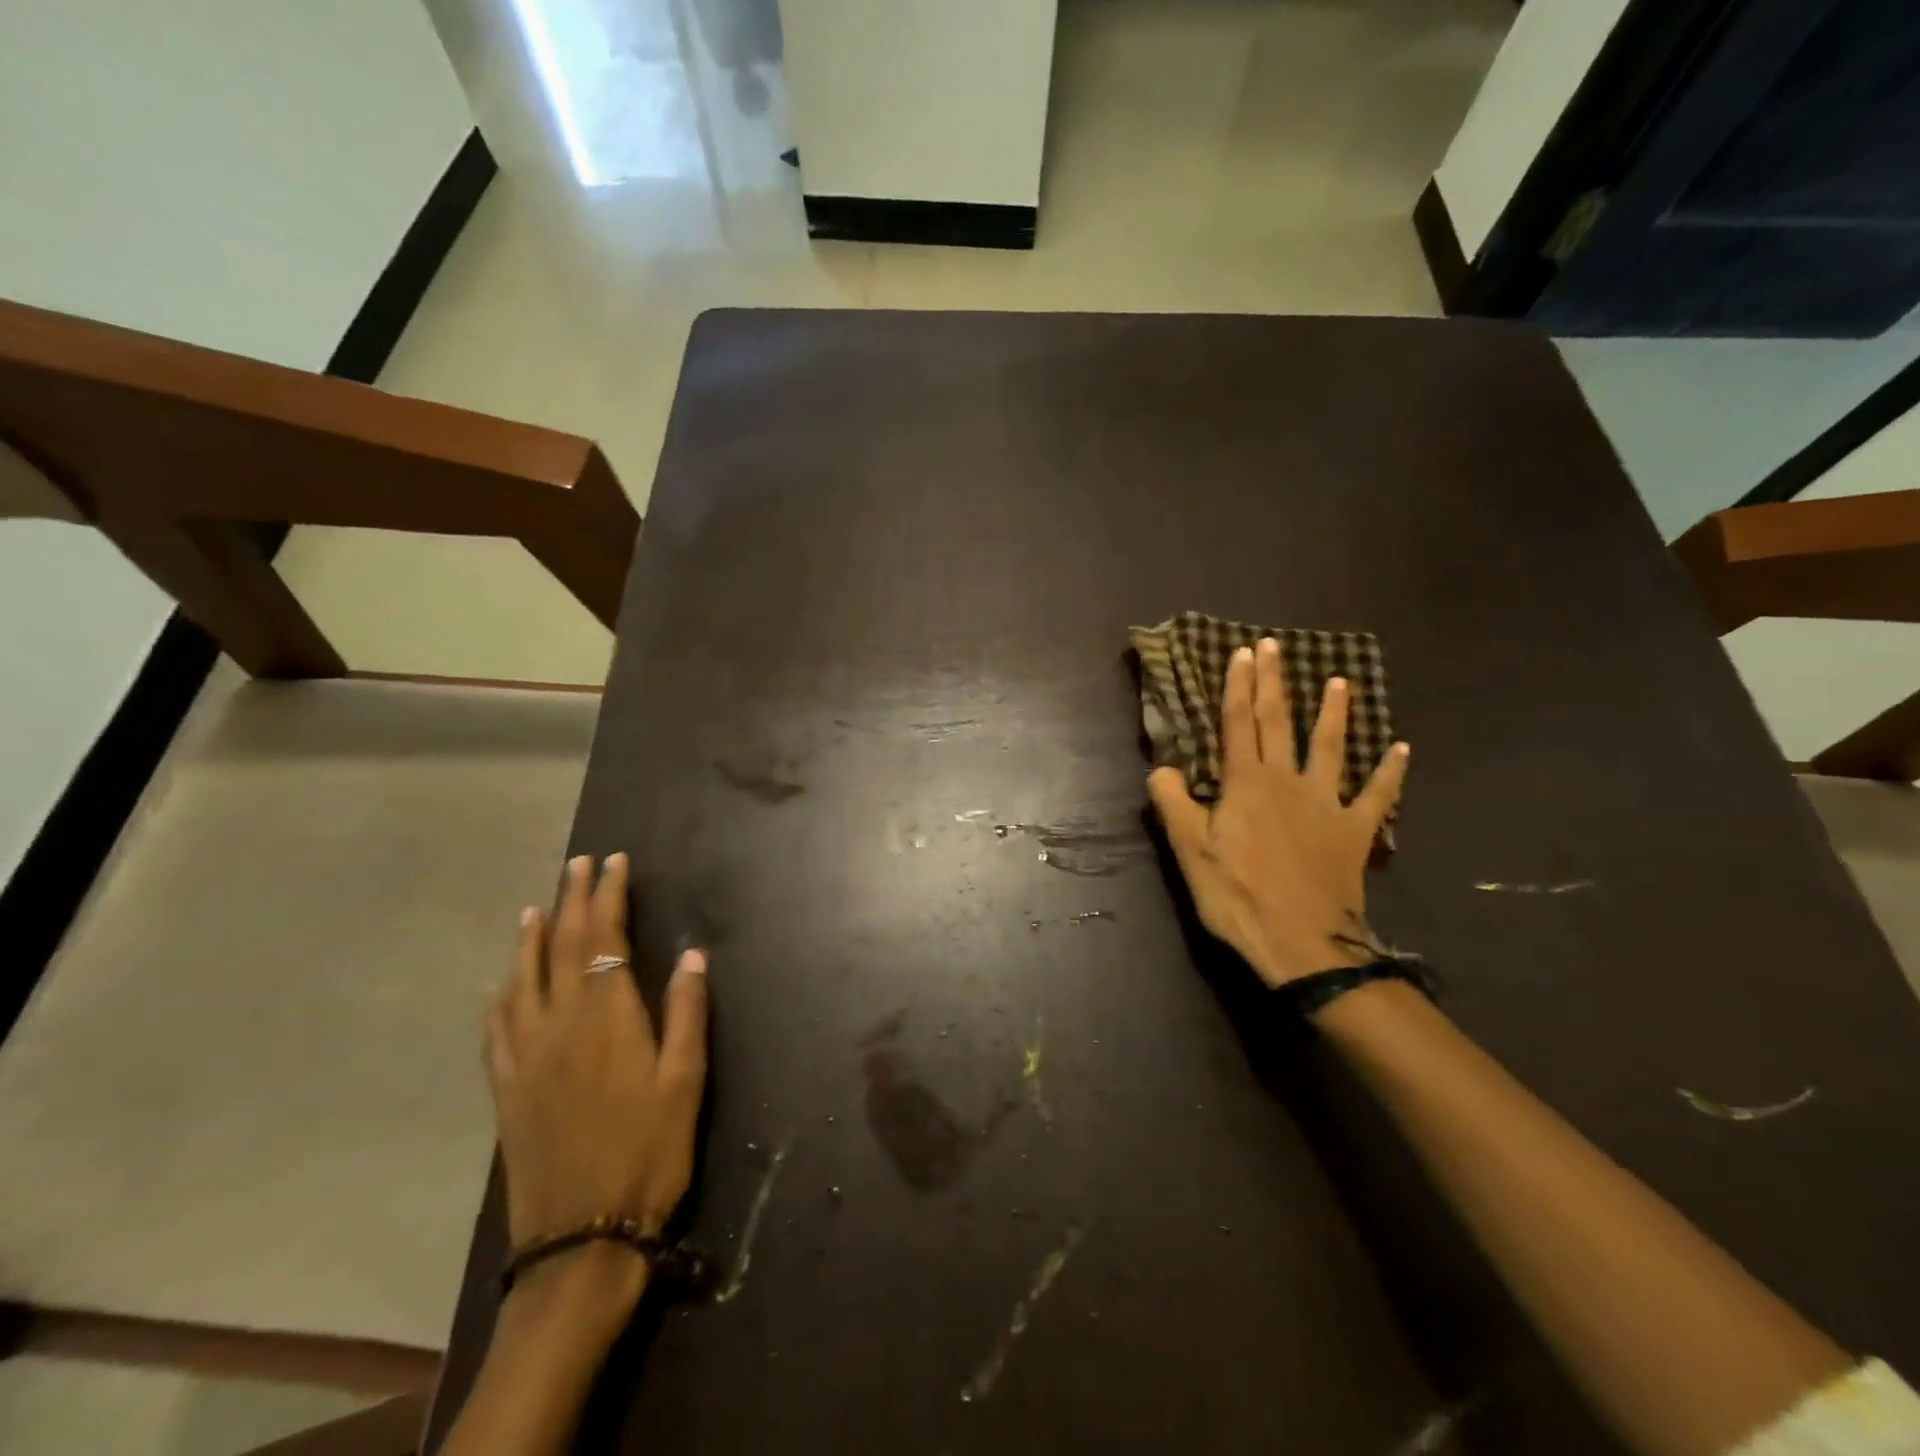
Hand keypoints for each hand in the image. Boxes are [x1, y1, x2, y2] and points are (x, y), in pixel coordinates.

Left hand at [485, 853, 709, 1262]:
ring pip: (522, 980)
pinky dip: (500, 995)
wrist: (582, 1236)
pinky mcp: (507, 1089)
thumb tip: (691, 954)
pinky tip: (500, 986)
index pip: (605, 938)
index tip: (613, 862)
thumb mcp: (685, 1082)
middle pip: (563, 947)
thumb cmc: (649, 1152)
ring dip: (531, 938)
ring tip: (535, 908)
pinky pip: (496, 1028)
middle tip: (577, 863)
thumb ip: (687, 1013)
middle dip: (573, 899)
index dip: (609, 895)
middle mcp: (559, 1024)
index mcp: (607, 1017)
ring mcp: (526, 1056)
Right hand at [1148, 638, 1407, 987]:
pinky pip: (1377, 795)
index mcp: (1245, 784)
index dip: (1237, 687)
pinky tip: (1401, 749)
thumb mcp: (1189, 852)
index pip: (1237, 724)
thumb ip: (1173, 803)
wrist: (1303, 943)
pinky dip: (1390, 772)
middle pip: (1278, 723)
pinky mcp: (1355, 831)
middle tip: (1273, 646)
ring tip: (1341, 681)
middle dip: (1274, 682)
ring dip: (1334, 712)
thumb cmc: (1238, 896)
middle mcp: (1287, 781)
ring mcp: (1326, 804)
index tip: (1240, 653)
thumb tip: (1162, 767)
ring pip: (1330, 747)